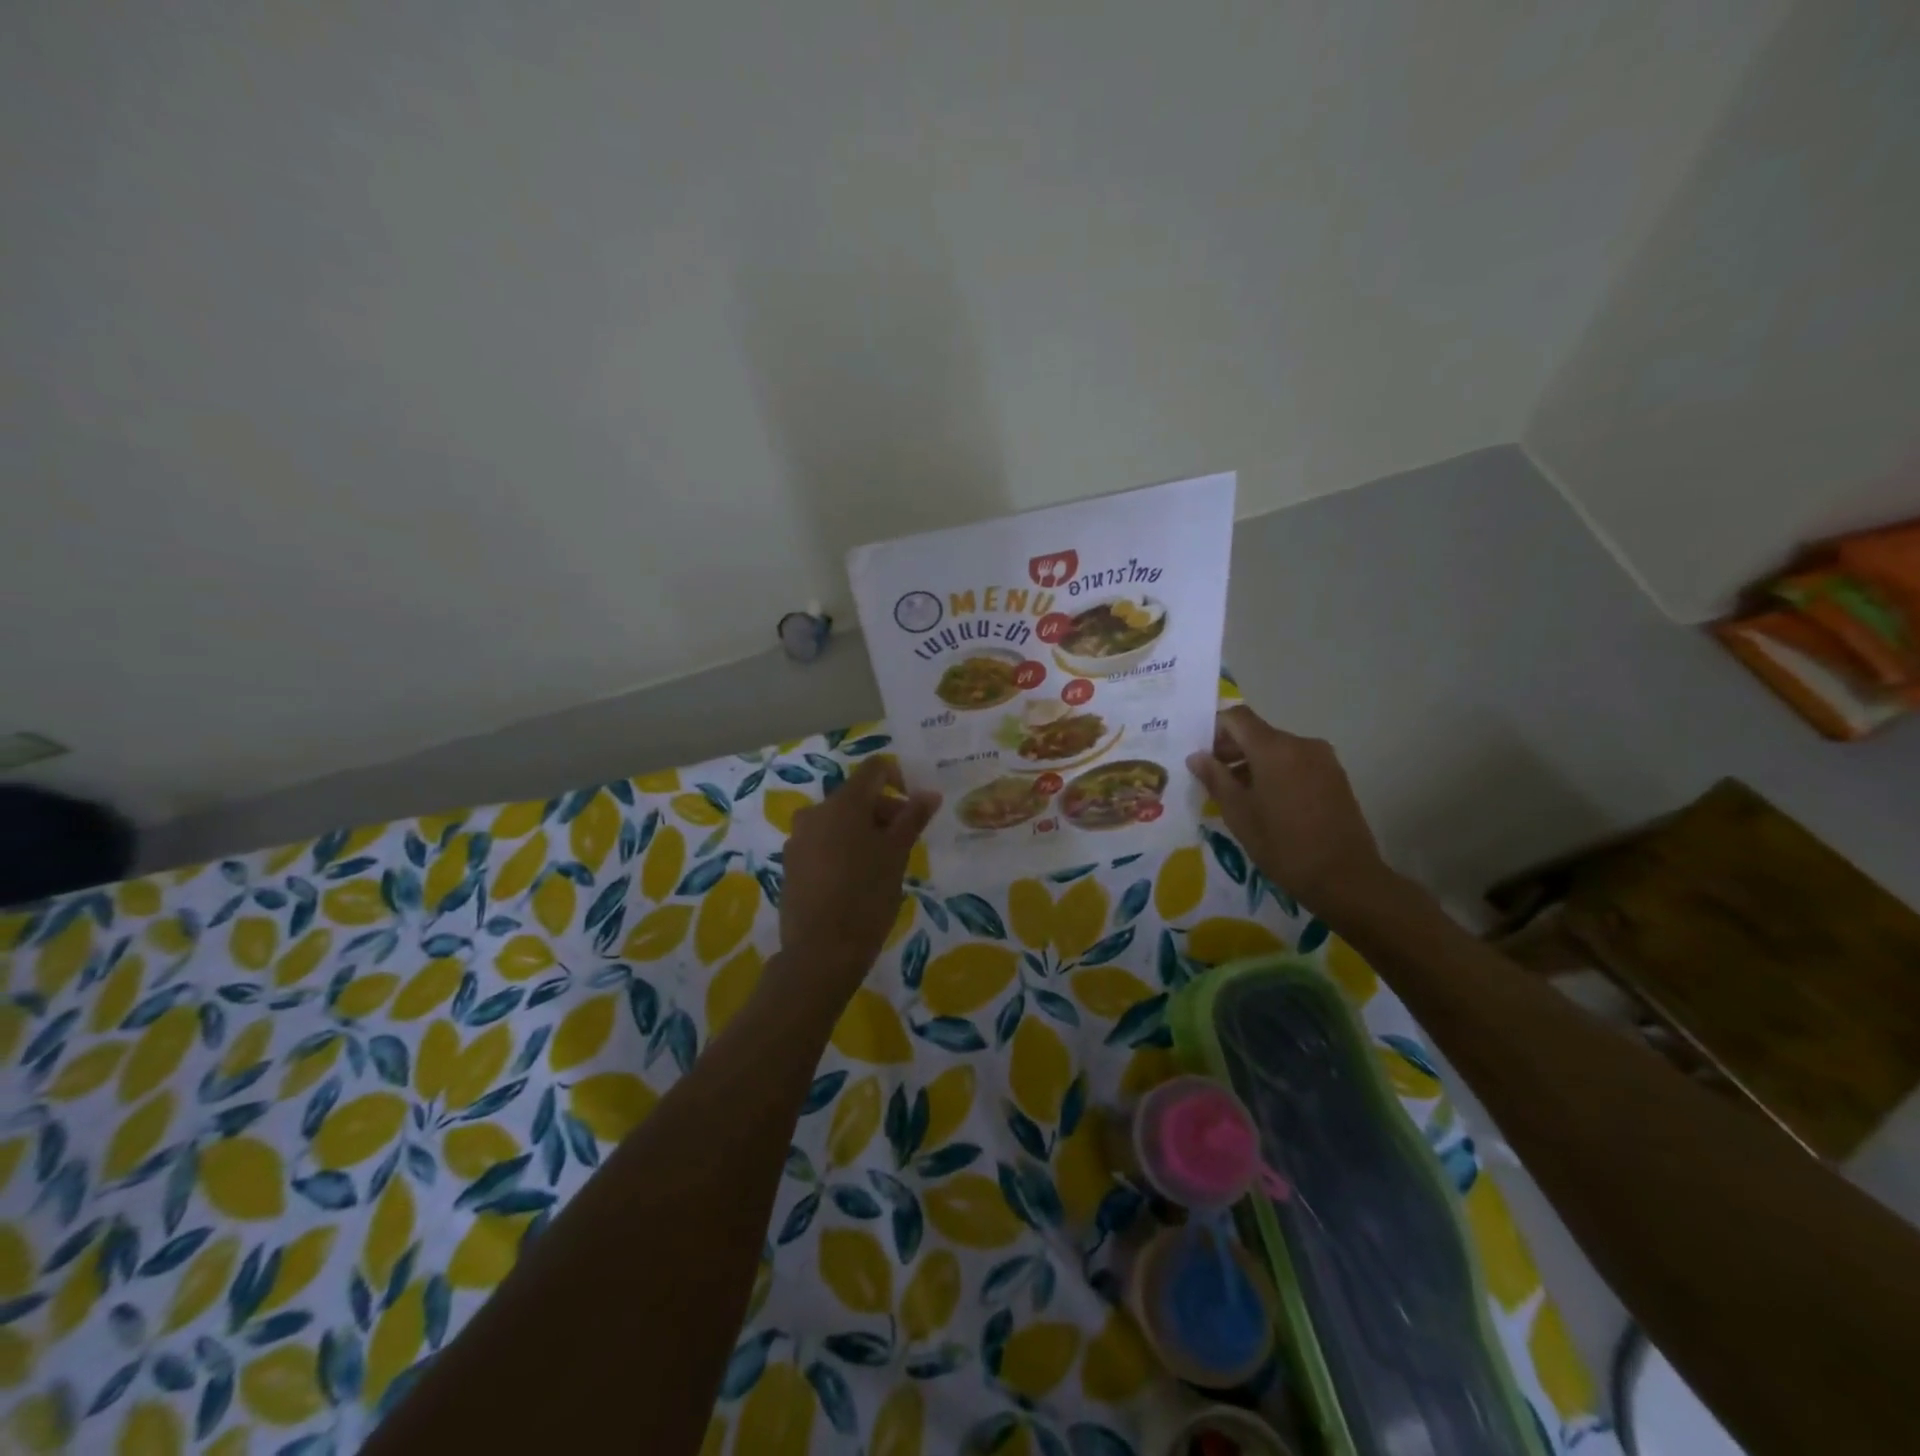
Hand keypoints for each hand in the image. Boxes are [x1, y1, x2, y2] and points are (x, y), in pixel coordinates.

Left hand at [779, 757, 940, 986]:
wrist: (820, 952)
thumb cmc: (866, 897)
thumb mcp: (896, 855)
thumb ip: (912, 818)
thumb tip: (929, 793)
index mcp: (843, 803)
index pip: (874, 769)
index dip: (899, 779)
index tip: (914, 809)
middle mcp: (815, 812)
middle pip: (857, 796)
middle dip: (885, 811)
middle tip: (906, 844)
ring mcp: (798, 839)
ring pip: (839, 821)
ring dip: (864, 832)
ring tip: (882, 865)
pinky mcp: (790, 864)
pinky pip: (823, 842)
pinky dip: (843, 849)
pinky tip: (856, 881)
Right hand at [1185, 705, 1385, 913]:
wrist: (1345, 878)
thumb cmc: (1283, 845)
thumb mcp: (1238, 813)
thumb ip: (1215, 778)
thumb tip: (1197, 756)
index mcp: (1274, 748)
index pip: (1237, 717)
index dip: (1214, 729)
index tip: (1201, 755)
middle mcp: (1301, 744)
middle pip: (1258, 733)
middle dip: (1232, 750)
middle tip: (1213, 779)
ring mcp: (1323, 759)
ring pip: (1278, 749)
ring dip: (1254, 763)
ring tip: (1240, 796)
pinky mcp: (1336, 777)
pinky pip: (1297, 763)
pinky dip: (1277, 773)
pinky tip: (1269, 803)